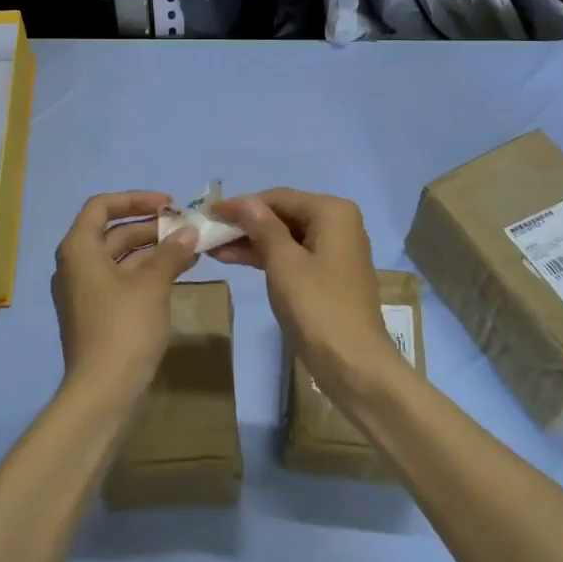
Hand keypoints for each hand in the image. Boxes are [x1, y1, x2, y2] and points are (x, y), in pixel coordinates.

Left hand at [50, 191, 197, 402]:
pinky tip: (177, 273)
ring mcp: (84, 291)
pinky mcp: (96, 313)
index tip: (168, 204)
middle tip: (186, 227)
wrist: (102, 393)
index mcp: (79, 249)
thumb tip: (190, 232)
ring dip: (153, 250)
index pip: (101, 206)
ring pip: (120, 257)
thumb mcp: (152, 286)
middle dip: (150, 226)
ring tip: (190, 248)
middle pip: (112, 231)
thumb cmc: (123, 328)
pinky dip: (147, 273)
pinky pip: (121, 280)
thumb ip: (171, 253)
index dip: (135, 199)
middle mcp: (75, 265)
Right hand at [213, 189, 398, 398]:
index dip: (241, 205)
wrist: (353, 363)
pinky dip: (267, 257)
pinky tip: (236, 259)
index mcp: (332, 212)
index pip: (278, 198)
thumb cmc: (317, 306)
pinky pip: (293, 256)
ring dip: (251, 242)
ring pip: (286, 237)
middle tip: (210, 232)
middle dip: (246, 225)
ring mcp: (335, 251)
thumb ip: (262, 226)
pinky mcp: (329, 275)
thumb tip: (244, 201)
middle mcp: (338, 224)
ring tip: (214, 248)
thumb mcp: (283, 262)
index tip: (209, 213)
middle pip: (283, 215)